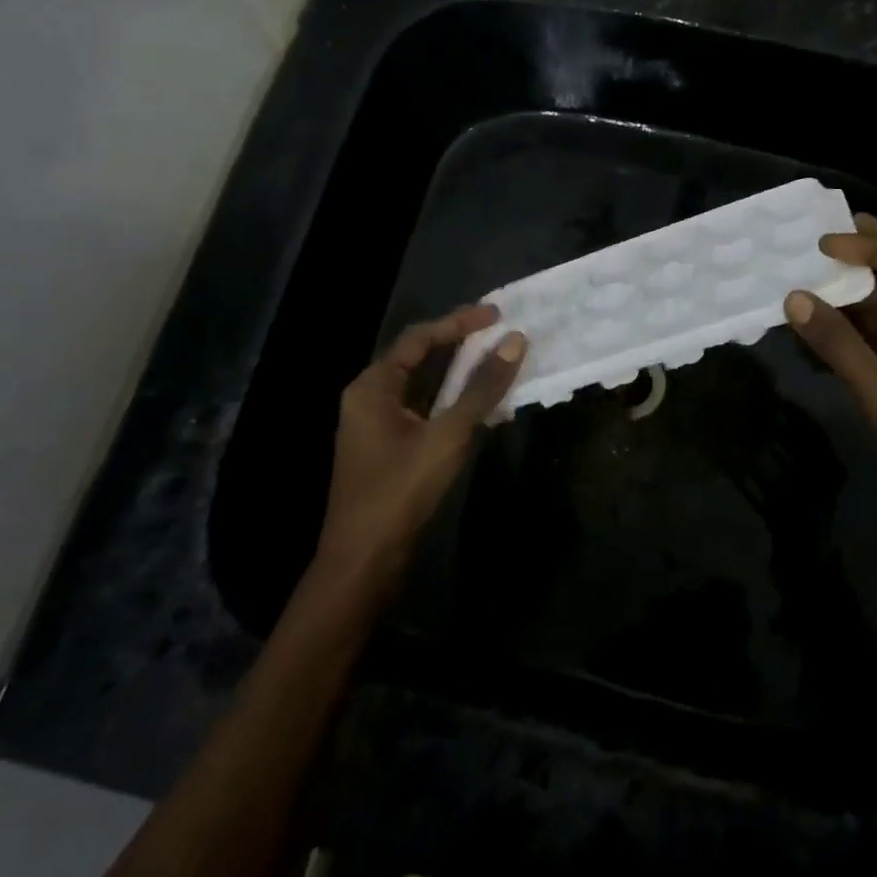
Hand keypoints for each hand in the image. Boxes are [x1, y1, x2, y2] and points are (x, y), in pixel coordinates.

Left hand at [311, 304, 526, 590]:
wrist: (362, 563)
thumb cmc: (399, 492)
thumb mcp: (447, 436)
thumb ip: (481, 388)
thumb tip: (514, 341)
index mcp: (372, 386)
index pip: (418, 338)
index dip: (458, 322)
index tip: (496, 314)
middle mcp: (369, 397)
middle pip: (417, 356)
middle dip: (458, 342)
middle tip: (498, 331)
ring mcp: (376, 424)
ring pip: (421, 384)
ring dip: (457, 371)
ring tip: (495, 358)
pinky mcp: (388, 447)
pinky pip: (422, 408)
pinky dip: (450, 399)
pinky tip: (479, 402)